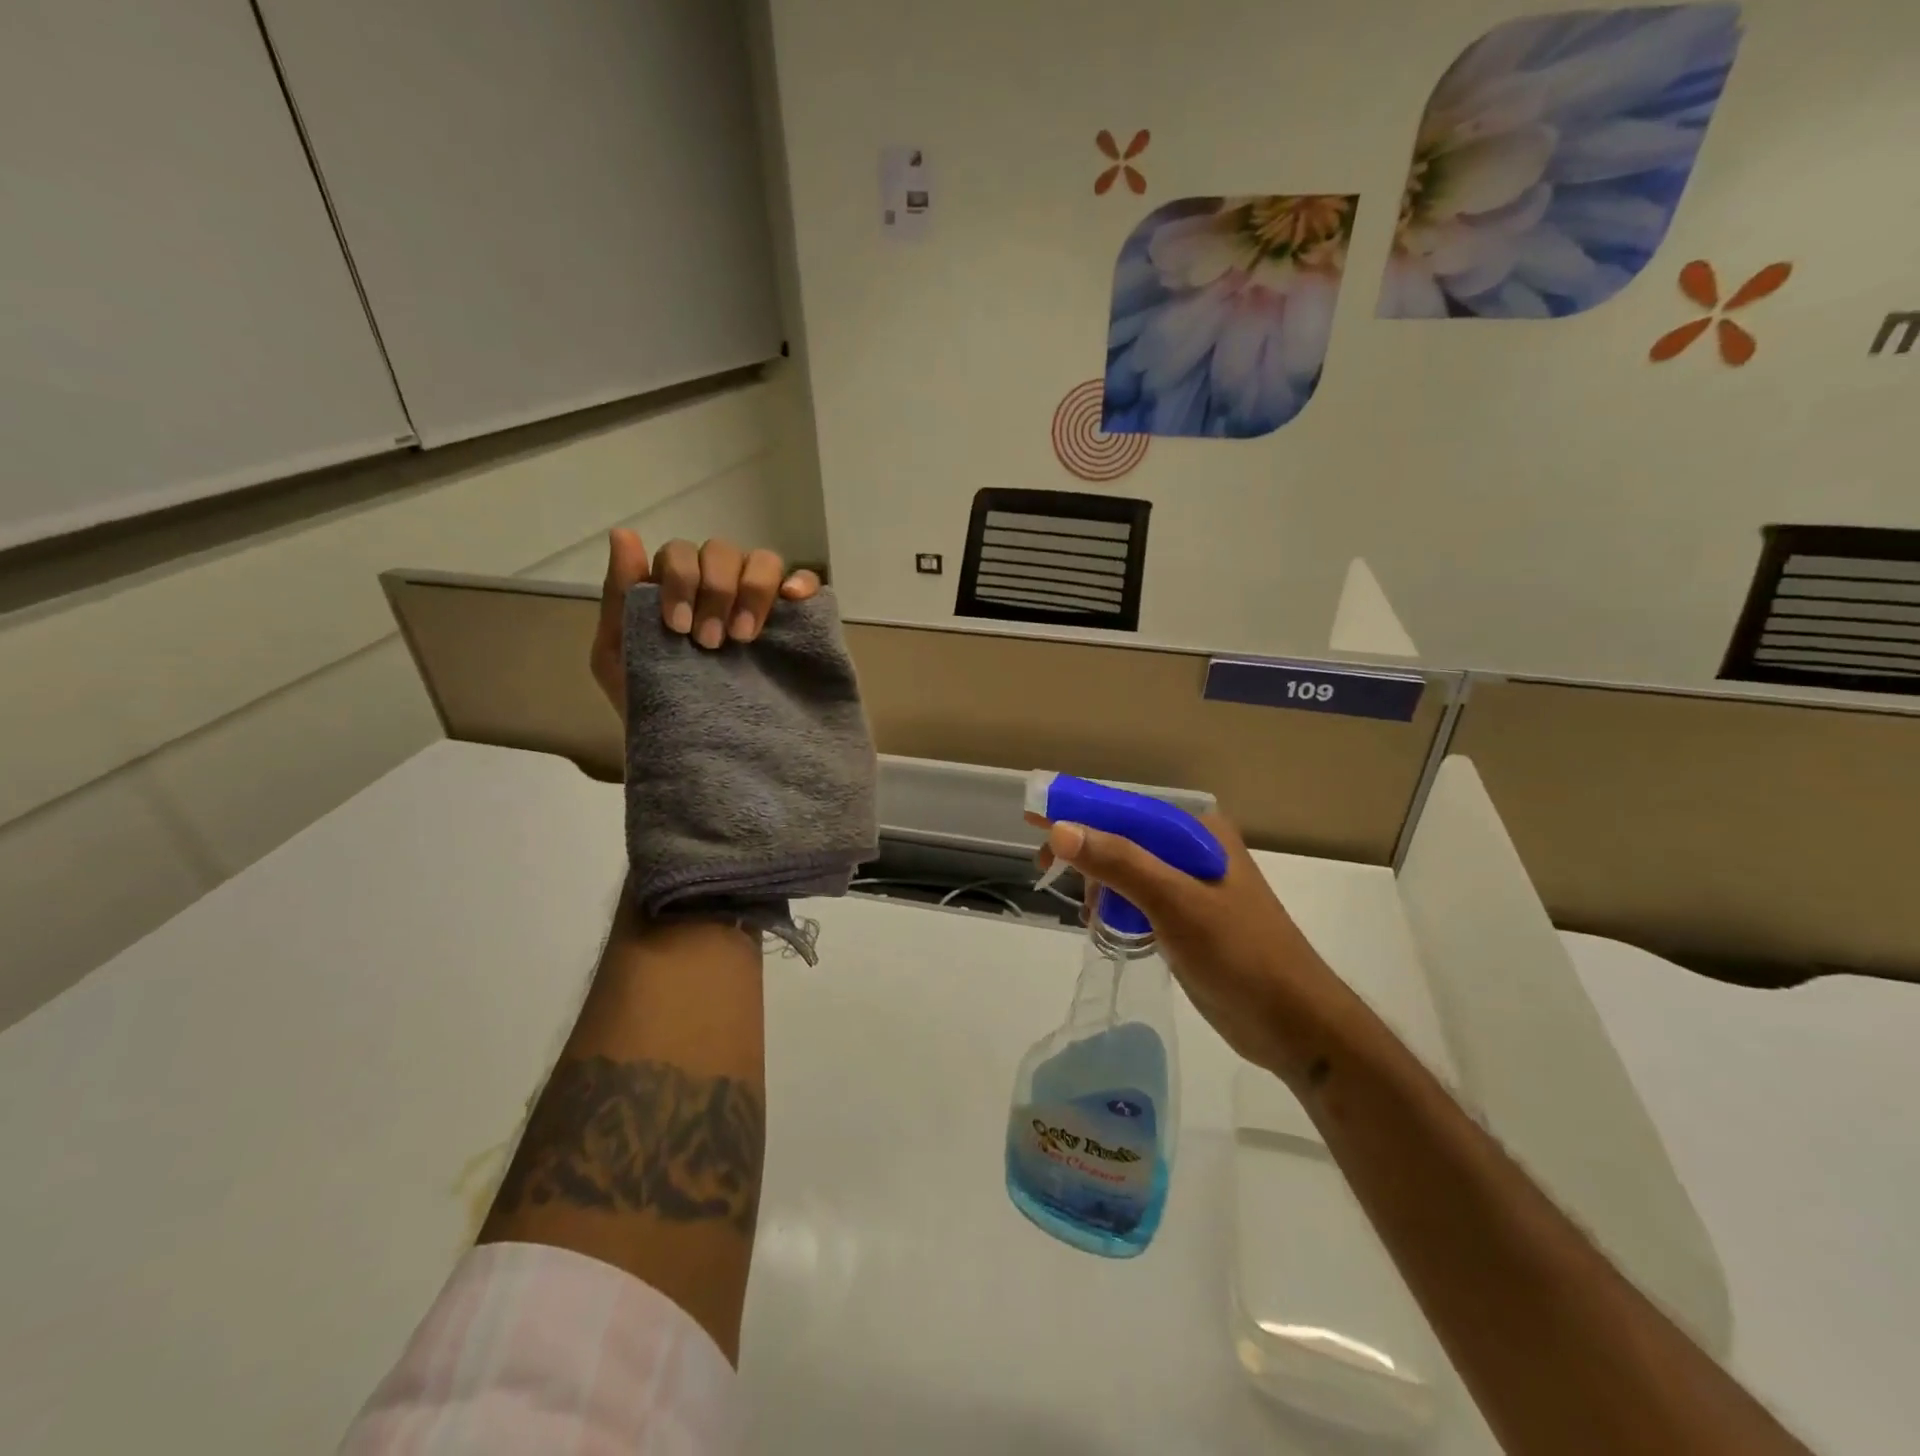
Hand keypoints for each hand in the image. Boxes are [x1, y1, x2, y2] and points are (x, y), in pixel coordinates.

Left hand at [591, 530, 820, 722]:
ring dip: (752, 591)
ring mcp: (758, 606)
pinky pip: (806, 584)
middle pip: (722, 552)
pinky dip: (802, 582)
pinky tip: (792, 599)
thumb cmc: (651, 707)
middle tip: (711, 643)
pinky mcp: (794, 626)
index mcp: (678, 591)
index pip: (682, 553)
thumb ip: (619, 597)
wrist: (695, 755)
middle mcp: (719, 589)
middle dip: (715, 591)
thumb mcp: (618, 656)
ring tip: (746, 639)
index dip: (681, 581)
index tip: (680, 629)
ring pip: (763, 561)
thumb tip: (623, 534)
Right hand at [1033, 812, 1352, 1084]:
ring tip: (1085, 913)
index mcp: (1200, 834)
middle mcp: (1196, 852)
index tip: (1034, 818)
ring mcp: (1194, 889)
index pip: (1127, 810)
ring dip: (1100, 886)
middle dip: (1085, 853)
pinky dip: (1117, 909)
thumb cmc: (1240, 955)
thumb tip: (1060, 830)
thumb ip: (1118, 863)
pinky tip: (1104, 927)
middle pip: (1124, 839)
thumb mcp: (1175, 903)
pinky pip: (1140, 902)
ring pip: (1129, 873)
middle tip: (1044, 871)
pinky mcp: (1189, 922)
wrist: (1295, 1025)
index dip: (1078, 811)